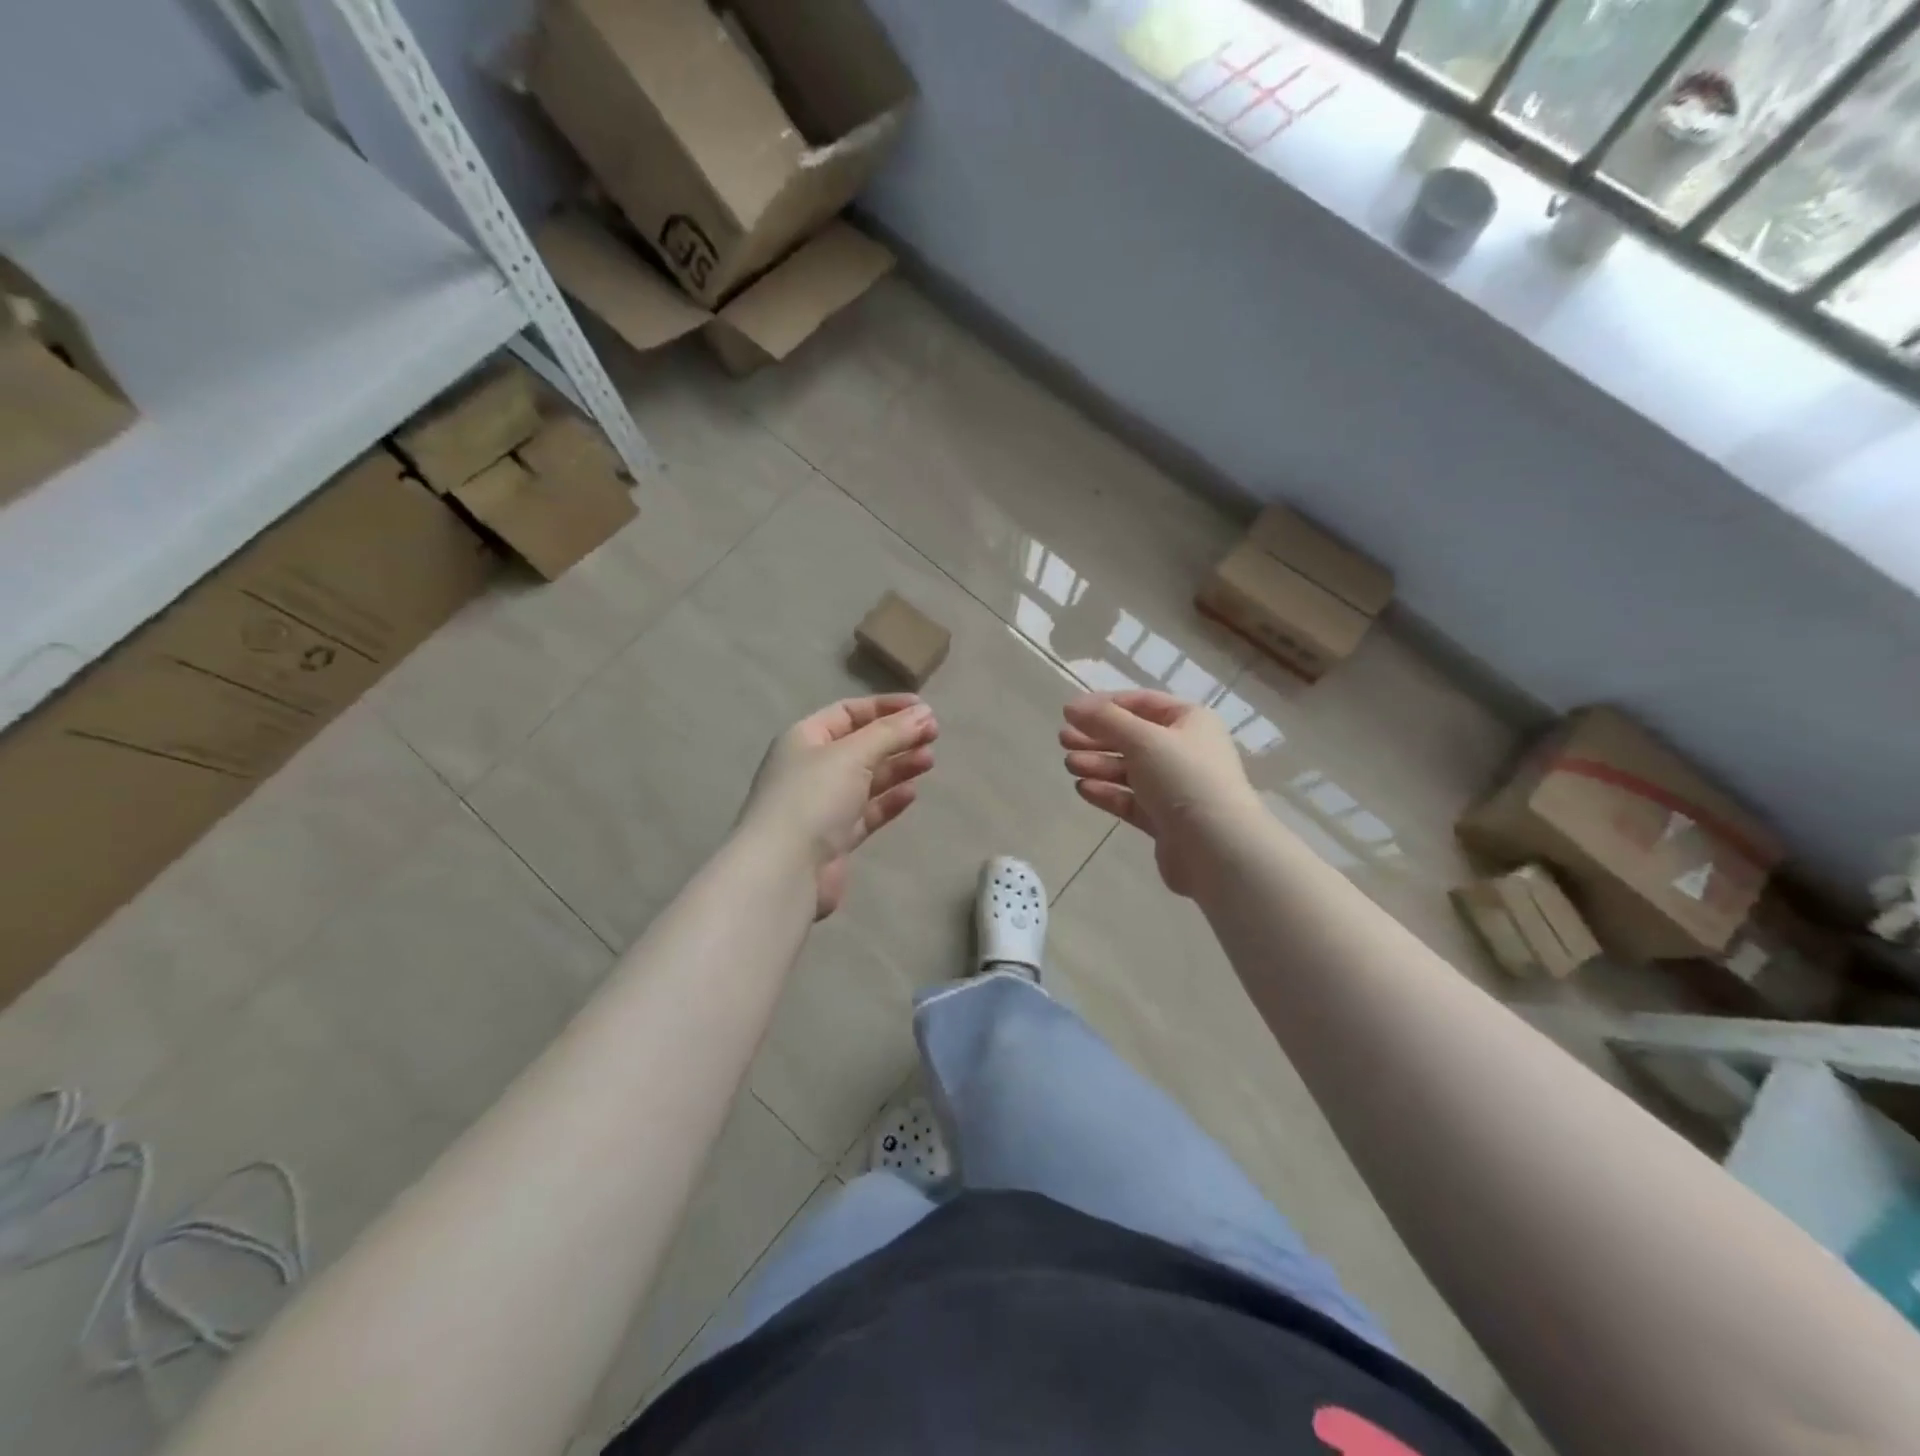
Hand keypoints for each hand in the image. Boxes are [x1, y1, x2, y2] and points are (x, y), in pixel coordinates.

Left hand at [739, 695, 938, 918]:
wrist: (784, 870)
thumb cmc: (813, 798)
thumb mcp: (852, 754)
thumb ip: (891, 732)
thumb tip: (925, 713)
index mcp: (804, 739)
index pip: (848, 712)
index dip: (885, 707)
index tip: (923, 708)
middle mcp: (811, 769)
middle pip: (860, 745)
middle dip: (896, 738)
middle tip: (934, 735)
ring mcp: (822, 805)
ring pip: (866, 779)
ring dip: (897, 767)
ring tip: (929, 760)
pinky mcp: (834, 838)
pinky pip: (866, 812)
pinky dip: (888, 801)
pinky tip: (912, 793)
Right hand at [1060, 690, 1259, 896]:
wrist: (1216, 847)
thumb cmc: (1183, 778)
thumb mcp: (1143, 739)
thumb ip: (1104, 720)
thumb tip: (1071, 706)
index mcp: (1191, 721)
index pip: (1142, 703)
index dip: (1105, 705)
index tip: (1070, 713)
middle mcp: (1186, 751)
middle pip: (1133, 738)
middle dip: (1097, 737)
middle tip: (1062, 740)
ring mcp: (1176, 788)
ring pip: (1130, 770)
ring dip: (1098, 764)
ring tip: (1069, 765)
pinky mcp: (1166, 820)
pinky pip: (1131, 800)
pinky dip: (1108, 792)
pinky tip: (1083, 789)